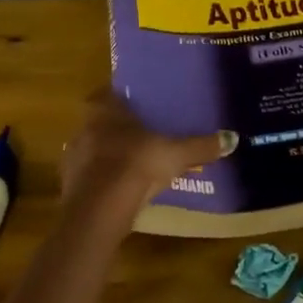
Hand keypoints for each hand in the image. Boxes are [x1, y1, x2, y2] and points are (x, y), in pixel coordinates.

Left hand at [59, 88, 234, 224]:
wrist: (99, 209)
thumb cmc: (136, 165)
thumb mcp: (176, 154)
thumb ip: (201, 146)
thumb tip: (232, 138)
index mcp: (105, 111)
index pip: (108, 93)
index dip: (122, 97)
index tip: (138, 104)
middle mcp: (84, 129)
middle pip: (101, 122)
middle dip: (120, 128)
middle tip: (144, 134)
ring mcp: (73, 158)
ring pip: (94, 150)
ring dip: (111, 155)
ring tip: (135, 164)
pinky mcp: (70, 186)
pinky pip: (91, 177)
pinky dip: (105, 180)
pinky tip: (123, 189)